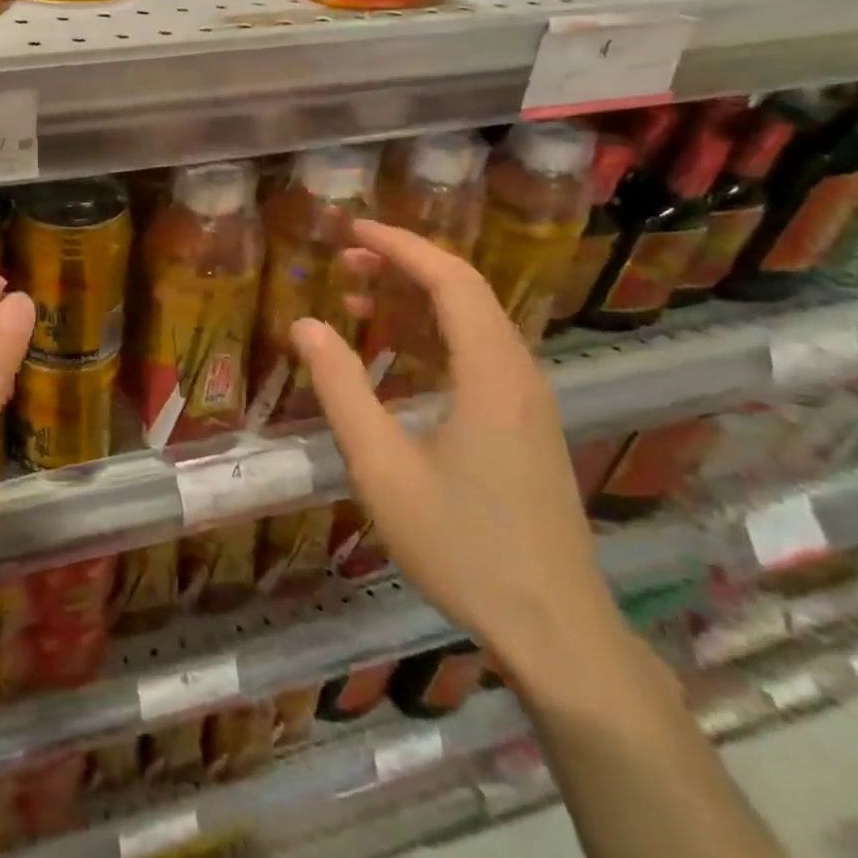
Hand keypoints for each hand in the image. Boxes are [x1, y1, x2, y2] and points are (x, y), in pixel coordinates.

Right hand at [293, 221, 634, 696]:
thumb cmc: (462, 544)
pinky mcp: (524, 425)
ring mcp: (526, 400)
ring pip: (470, 323)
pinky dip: (430, 338)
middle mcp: (517, 372)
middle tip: (343, 263)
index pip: (449, 279)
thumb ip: (342, 389)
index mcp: (491, 372)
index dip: (399, 245)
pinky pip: (476, 356)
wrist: (553, 627)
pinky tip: (393, 358)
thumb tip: (304, 326)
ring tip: (356, 302)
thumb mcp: (382, 466)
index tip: (350, 230)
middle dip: (402, 266)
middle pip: (463, 292)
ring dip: (414, 302)